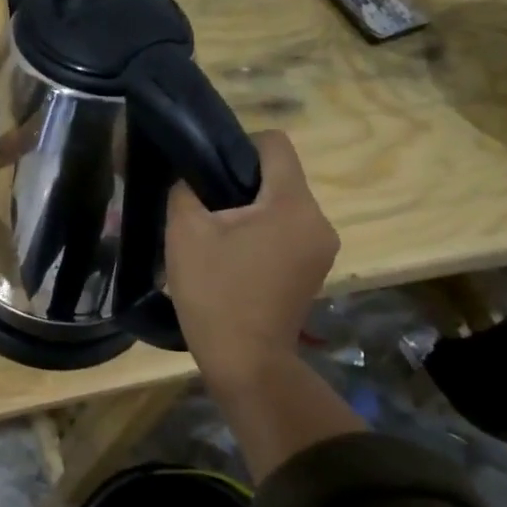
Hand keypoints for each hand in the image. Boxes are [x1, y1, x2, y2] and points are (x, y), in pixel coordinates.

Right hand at [166, 131, 337, 388]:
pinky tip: (234, 257)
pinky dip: (263, 233)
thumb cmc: (215, 292)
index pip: (275, 144)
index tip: (209, 168)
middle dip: (241, 182)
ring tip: (216, 234)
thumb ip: (185, 189)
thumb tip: (189, 176)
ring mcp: (322, 248)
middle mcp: (318, 220)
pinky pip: (288, 231)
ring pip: (283, 205)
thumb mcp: (185, 232)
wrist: (246, 362)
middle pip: (280, 176)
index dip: (239, 144)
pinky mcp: (314, 270)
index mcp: (292, 203)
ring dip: (251, 210)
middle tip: (204, 205)